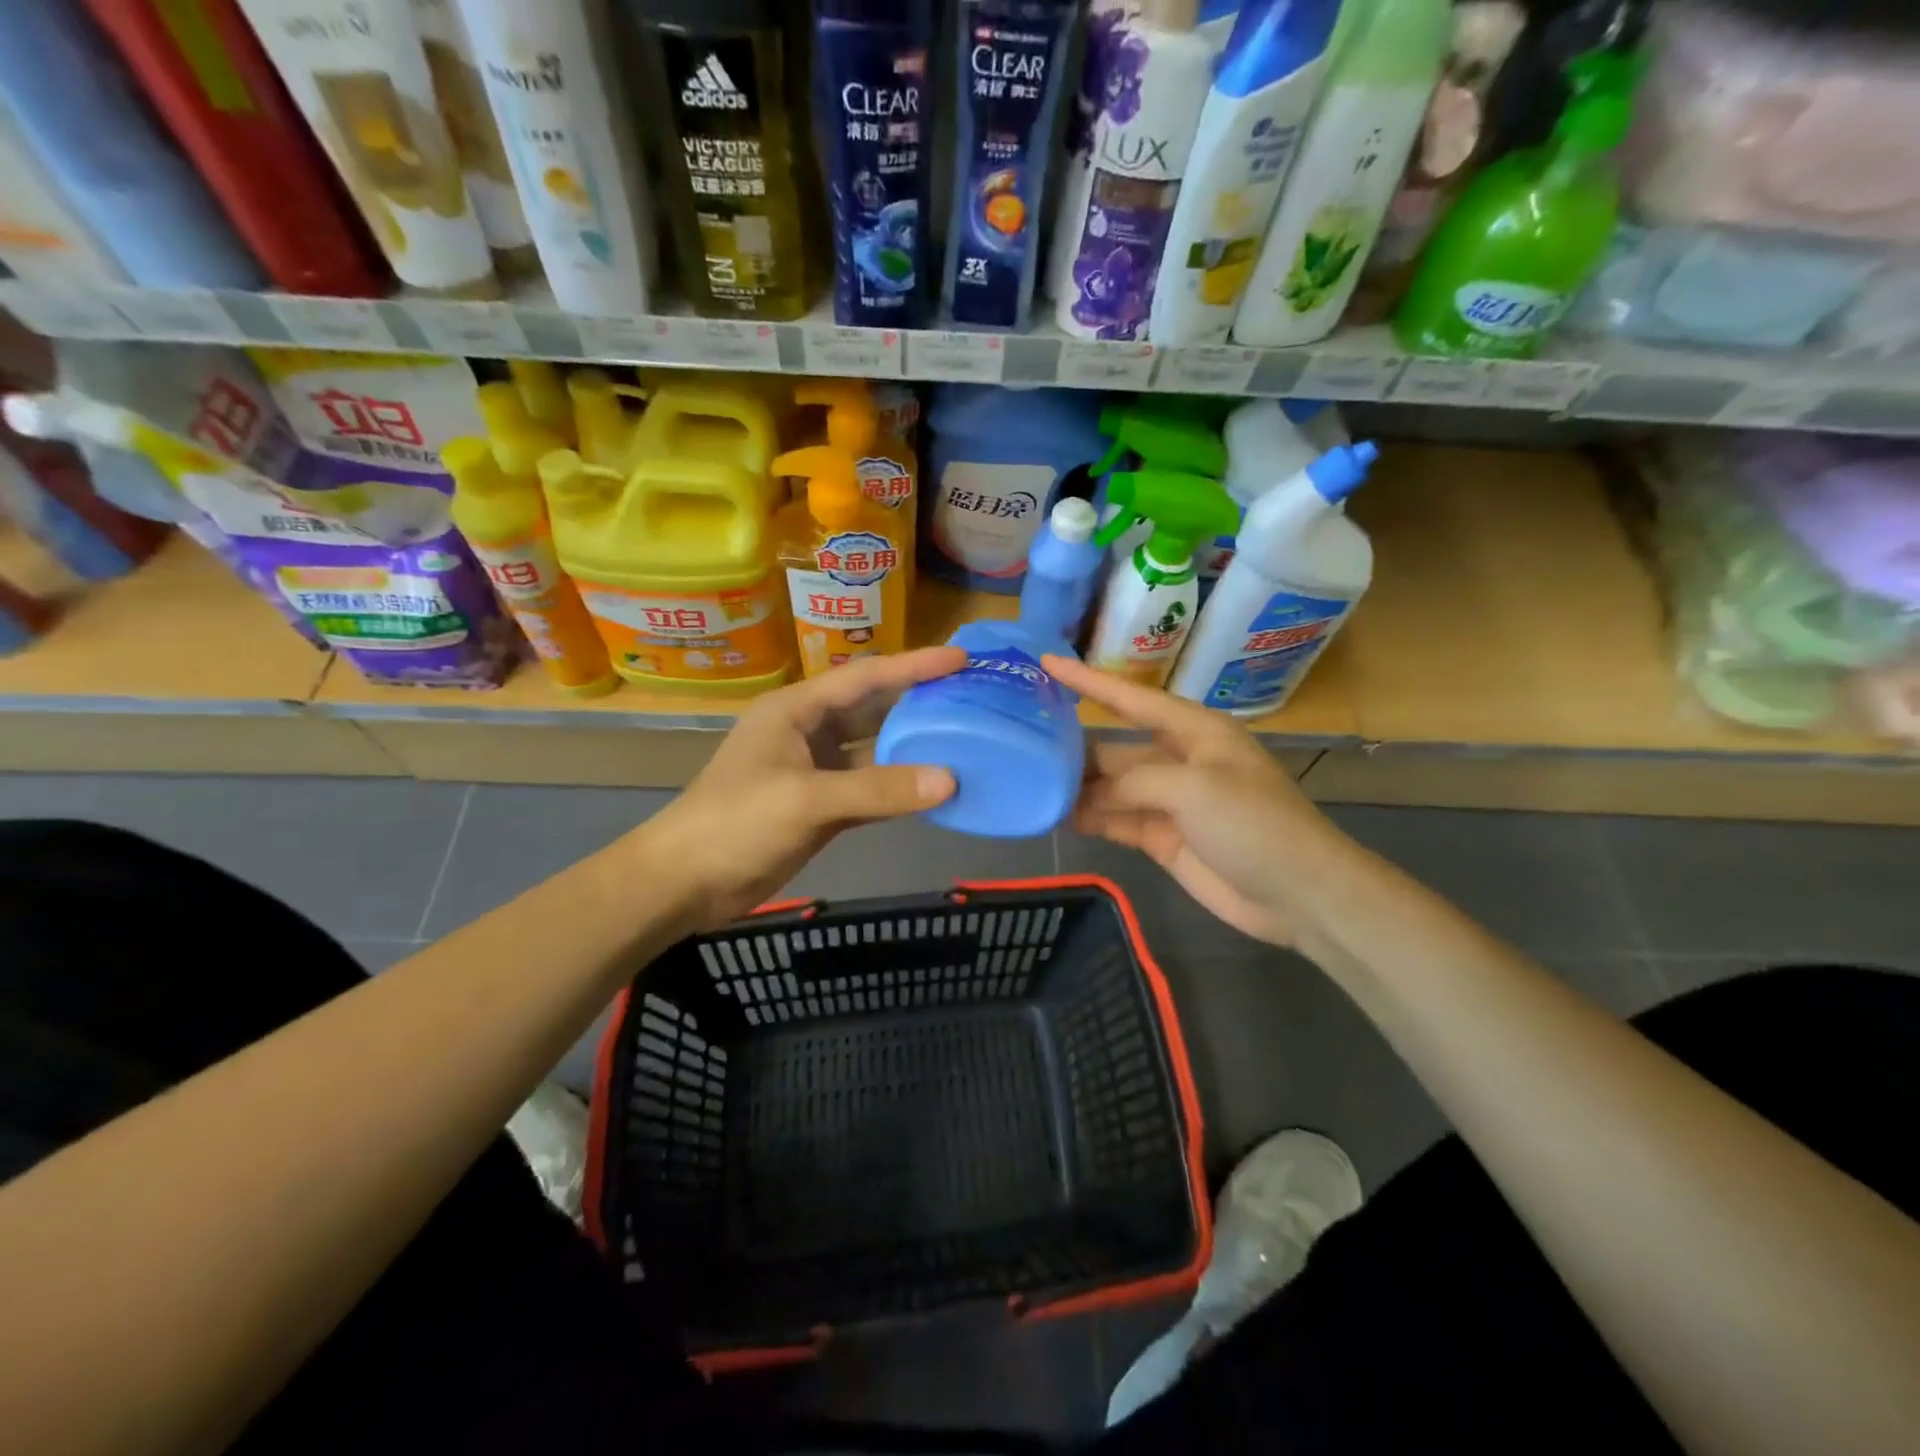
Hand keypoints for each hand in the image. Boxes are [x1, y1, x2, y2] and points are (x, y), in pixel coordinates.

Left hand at [640, 648, 963, 930]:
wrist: (686, 882)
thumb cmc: (736, 822)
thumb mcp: (806, 799)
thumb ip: (878, 789)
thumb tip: (950, 780)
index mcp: (797, 710)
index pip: (864, 678)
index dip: (913, 665)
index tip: (960, 658)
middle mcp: (809, 732)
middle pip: (873, 709)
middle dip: (918, 702)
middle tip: (972, 696)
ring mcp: (815, 771)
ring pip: (875, 751)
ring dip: (913, 749)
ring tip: (965, 740)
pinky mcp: (822, 806)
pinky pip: (871, 789)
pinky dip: (900, 789)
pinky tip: (935, 790)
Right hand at [1045, 655, 1347, 948]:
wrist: (1297, 894)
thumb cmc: (1254, 824)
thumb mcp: (1196, 788)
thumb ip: (1137, 781)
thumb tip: (1095, 795)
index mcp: (1194, 732)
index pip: (1131, 699)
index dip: (1089, 681)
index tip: (1047, 663)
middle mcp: (1178, 760)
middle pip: (1115, 748)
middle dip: (1075, 748)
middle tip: (1022, 744)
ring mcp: (1169, 802)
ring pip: (1111, 787)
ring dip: (1078, 788)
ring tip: (1030, 784)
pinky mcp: (1163, 838)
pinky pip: (1117, 821)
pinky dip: (1091, 819)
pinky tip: (1059, 817)